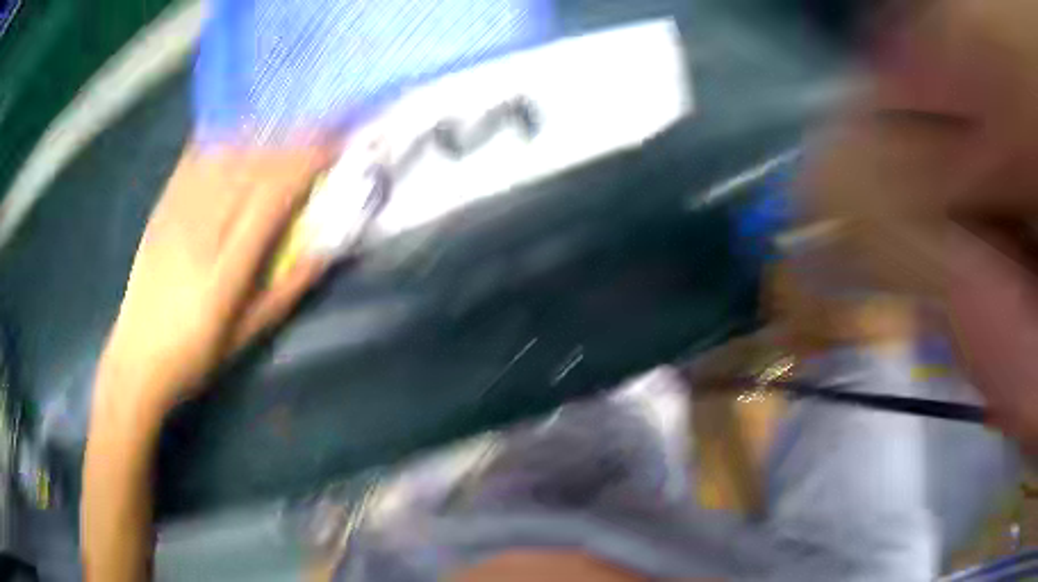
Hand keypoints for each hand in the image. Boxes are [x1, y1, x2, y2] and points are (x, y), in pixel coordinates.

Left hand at [97, 145, 332, 416]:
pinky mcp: (161, 211)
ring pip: (225, 156)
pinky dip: (219, 138)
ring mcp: (176, 216)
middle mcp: (202, 231)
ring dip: (263, 133)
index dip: (308, 163)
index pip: (274, 197)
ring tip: (289, 123)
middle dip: (294, 138)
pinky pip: (192, 161)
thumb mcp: (247, 336)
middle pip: (252, 166)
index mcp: (227, 268)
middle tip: (324, 125)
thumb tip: (325, 252)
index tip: (338, 146)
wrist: (136, 359)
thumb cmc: (195, 356)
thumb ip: (286, 291)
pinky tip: (236, 127)